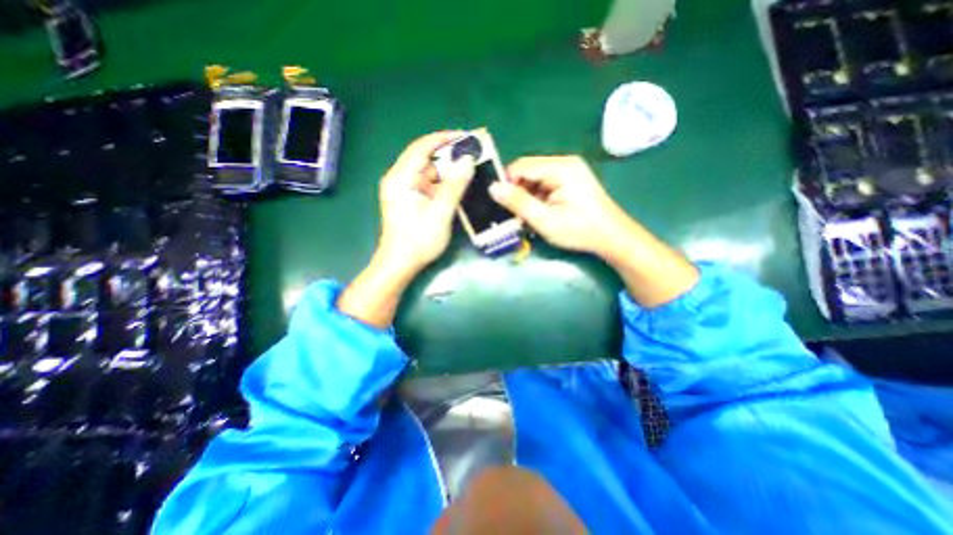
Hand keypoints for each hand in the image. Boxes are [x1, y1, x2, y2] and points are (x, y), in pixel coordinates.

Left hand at [338, 129, 476, 327]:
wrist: (400, 264)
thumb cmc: (418, 240)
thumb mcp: (440, 213)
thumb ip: (454, 186)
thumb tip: (468, 160)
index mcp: (401, 178)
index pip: (422, 147)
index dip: (444, 139)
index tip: (466, 137)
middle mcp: (400, 179)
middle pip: (425, 159)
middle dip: (449, 156)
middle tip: (473, 155)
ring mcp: (404, 190)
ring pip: (428, 173)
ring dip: (448, 171)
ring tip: (470, 169)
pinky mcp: (410, 200)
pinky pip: (428, 185)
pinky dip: (443, 184)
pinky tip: (458, 186)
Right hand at [487, 156, 623, 255]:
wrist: (612, 237)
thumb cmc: (579, 230)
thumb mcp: (545, 220)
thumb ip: (518, 202)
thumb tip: (493, 188)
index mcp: (560, 168)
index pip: (521, 166)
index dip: (507, 183)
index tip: (501, 204)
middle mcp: (565, 163)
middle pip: (528, 171)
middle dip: (518, 192)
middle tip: (516, 214)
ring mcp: (570, 170)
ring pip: (535, 178)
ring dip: (527, 196)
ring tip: (529, 216)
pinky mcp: (571, 180)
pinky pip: (545, 184)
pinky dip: (538, 198)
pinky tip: (541, 213)